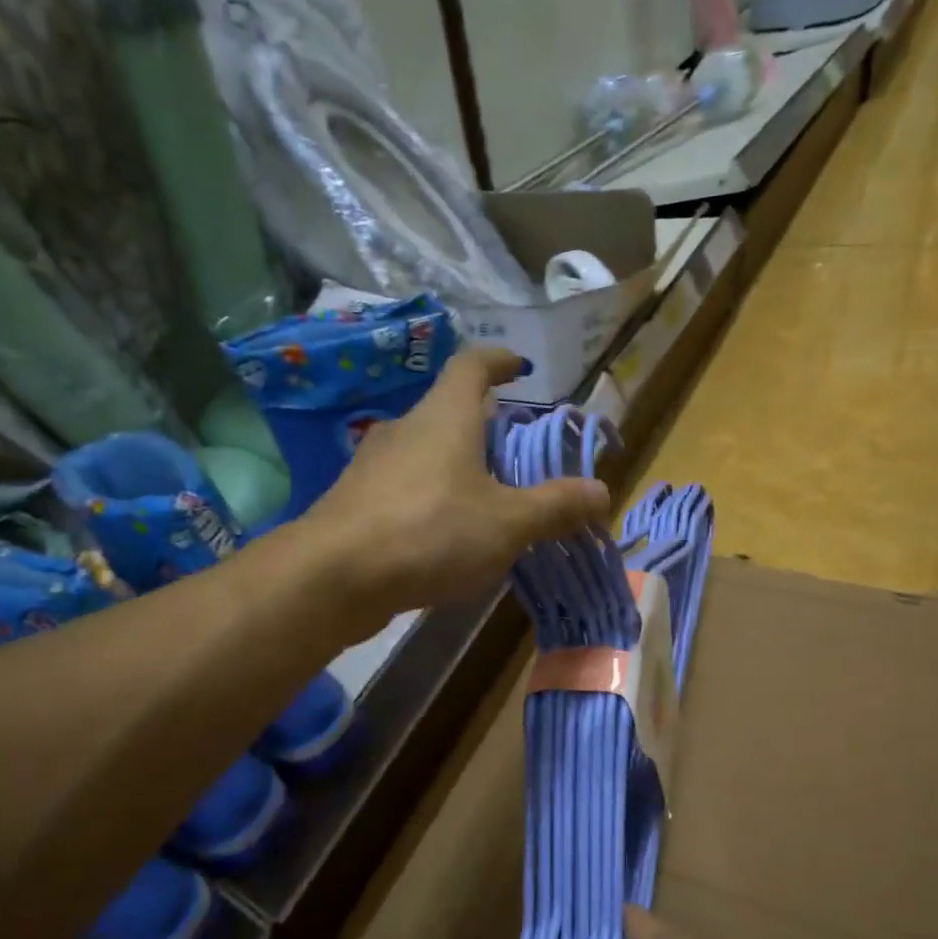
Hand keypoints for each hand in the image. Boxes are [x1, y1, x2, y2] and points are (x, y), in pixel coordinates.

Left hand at [307, 347, 610, 614]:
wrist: (334, 577)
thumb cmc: (430, 533)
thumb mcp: (507, 523)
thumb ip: (555, 506)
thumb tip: (603, 491)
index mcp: (445, 417)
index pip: (472, 366)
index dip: (498, 360)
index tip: (519, 368)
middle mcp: (405, 430)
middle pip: (448, 412)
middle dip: (483, 426)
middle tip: (514, 452)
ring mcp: (373, 466)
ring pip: (424, 453)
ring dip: (454, 466)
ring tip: (484, 499)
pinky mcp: (355, 502)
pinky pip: (403, 489)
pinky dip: (430, 499)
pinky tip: (442, 536)